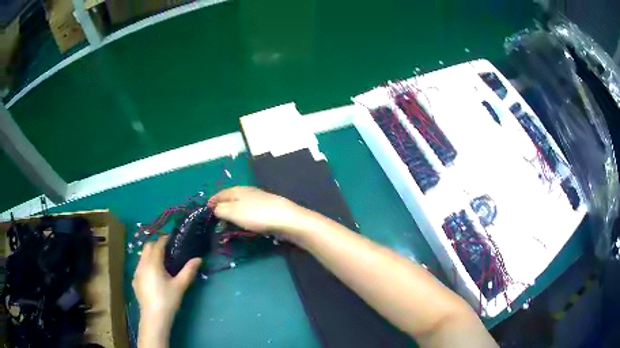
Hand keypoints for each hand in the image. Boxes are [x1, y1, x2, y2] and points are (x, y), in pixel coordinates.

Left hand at [132, 236, 200, 331]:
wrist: (154, 317)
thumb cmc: (168, 300)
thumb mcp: (180, 285)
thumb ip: (189, 270)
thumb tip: (198, 259)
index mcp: (153, 262)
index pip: (158, 244)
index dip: (165, 239)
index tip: (173, 238)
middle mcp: (142, 264)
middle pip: (147, 246)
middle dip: (156, 244)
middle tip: (168, 249)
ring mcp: (137, 272)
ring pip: (142, 256)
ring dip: (150, 254)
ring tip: (161, 261)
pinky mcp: (134, 280)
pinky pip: (140, 266)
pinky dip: (146, 264)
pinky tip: (153, 275)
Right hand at [209, 186, 299, 234]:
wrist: (286, 219)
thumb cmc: (256, 215)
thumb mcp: (232, 211)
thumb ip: (220, 209)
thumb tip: (214, 208)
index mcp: (237, 190)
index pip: (219, 194)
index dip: (211, 202)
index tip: (205, 212)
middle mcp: (247, 191)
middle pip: (230, 198)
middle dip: (221, 208)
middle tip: (215, 221)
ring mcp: (259, 200)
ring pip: (240, 205)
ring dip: (232, 214)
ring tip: (228, 225)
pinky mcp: (267, 209)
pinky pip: (249, 212)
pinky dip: (243, 218)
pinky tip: (245, 225)